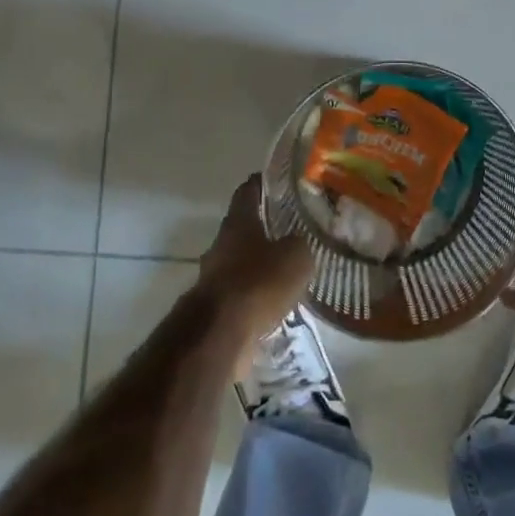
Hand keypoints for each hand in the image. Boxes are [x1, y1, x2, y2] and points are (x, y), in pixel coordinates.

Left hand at [196, 175, 314, 344]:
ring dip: (261, 265)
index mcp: (238, 222)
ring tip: (289, 270)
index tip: (279, 181)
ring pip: (242, 261)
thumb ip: (300, 243)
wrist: (220, 334)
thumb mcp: (295, 256)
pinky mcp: (215, 306)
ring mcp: (214, 275)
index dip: (263, 183)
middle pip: (244, 227)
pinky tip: (277, 301)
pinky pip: (241, 292)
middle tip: (293, 229)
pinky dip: (257, 294)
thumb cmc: (258, 283)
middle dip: (266, 228)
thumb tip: (298, 242)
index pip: (248, 191)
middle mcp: (221, 243)